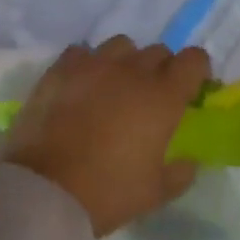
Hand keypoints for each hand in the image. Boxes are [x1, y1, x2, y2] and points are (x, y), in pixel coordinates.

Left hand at [0, 37, 209, 236]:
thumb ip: (181, 173)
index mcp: (163, 97)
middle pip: (158, 52)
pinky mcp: (58, 71)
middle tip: (152, 99)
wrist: (43, 191)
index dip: (197, 71)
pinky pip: (82, 52)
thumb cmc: (108, 192)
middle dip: (162, 70)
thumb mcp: (156, 193)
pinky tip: (83, 86)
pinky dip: (88, 64)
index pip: (193, 60)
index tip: (192, 91)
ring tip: (116, 87)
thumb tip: (188, 161)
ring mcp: (92, 67)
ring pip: (121, 46)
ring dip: (126, 62)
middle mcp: (132, 72)